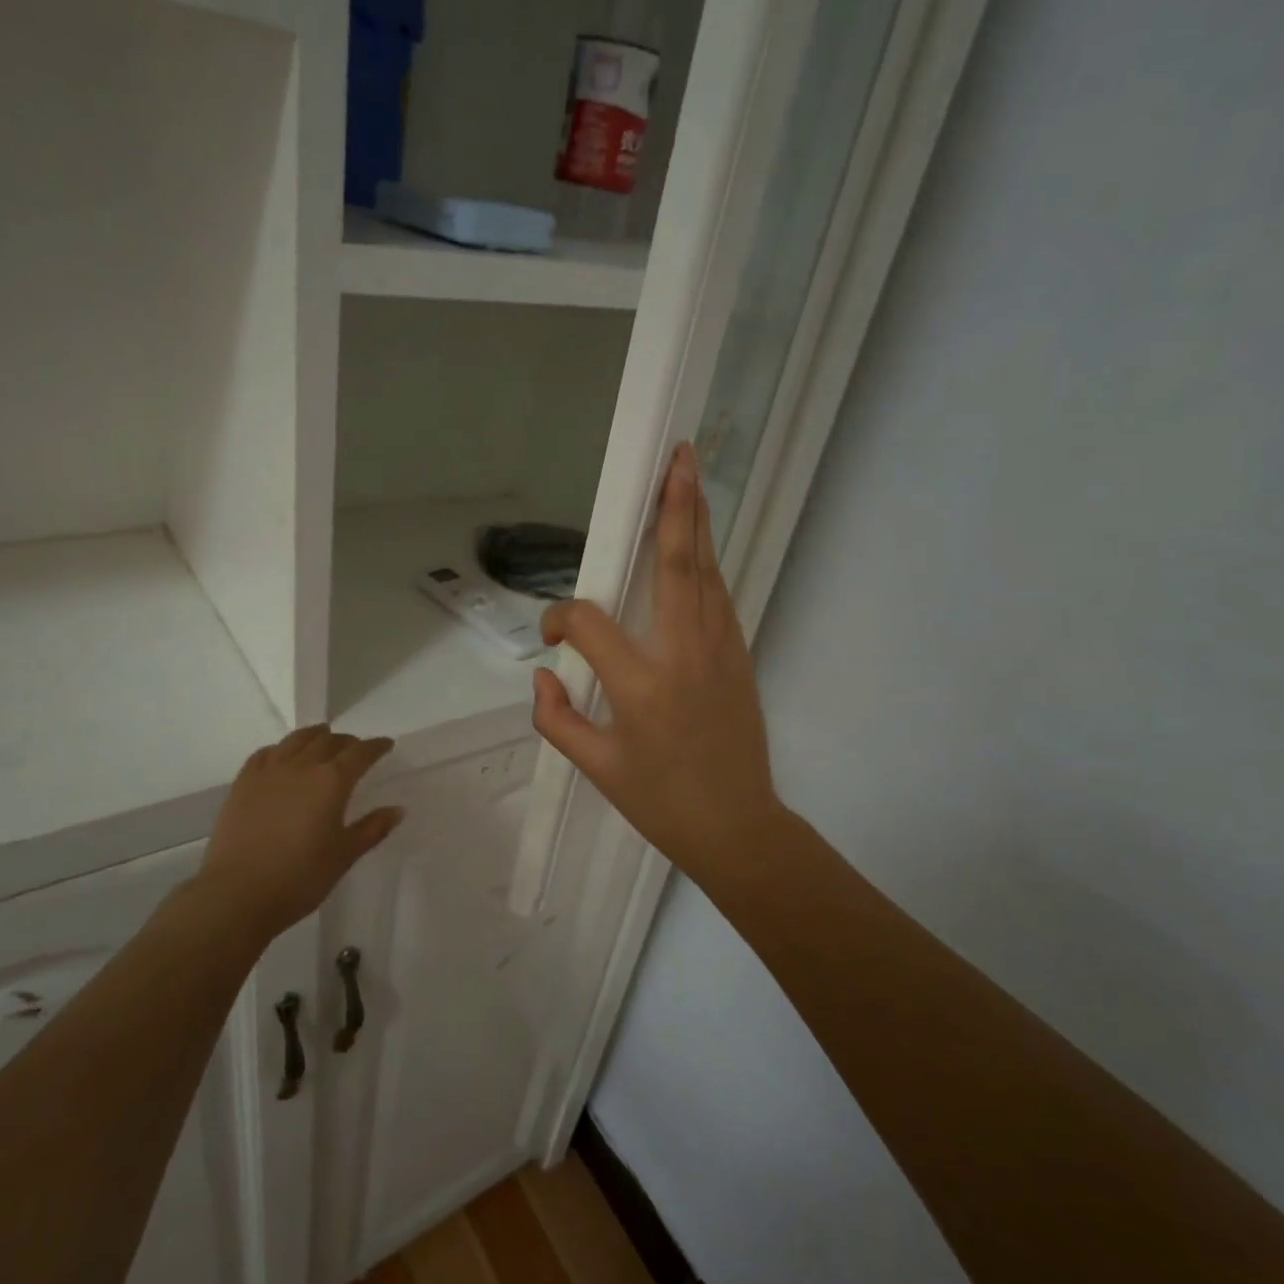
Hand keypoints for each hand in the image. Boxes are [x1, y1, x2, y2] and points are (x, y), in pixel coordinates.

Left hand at [189, 726, 402, 939]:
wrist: (237, 894)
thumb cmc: (300, 877)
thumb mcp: (344, 855)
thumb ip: (372, 829)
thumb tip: (397, 810)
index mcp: (332, 781)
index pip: (360, 753)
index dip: (376, 746)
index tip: (386, 745)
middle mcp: (302, 766)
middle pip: (328, 741)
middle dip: (347, 741)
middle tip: (356, 748)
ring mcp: (268, 772)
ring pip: (296, 740)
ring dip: (314, 735)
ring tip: (322, 737)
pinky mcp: (243, 783)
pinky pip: (265, 754)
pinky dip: (281, 748)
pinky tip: (281, 755)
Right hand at [532, 443, 786, 882]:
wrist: (738, 826)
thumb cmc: (661, 802)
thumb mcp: (596, 768)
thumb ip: (556, 719)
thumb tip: (543, 677)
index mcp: (641, 685)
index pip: (590, 624)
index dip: (561, 619)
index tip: (552, 636)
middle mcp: (684, 654)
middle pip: (676, 565)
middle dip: (675, 507)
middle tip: (677, 457)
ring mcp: (720, 650)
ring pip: (705, 573)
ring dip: (695, 523)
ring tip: (689, 478)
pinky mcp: (739, 655)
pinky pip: (718, 597)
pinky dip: (705, 563)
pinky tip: (697, 543)